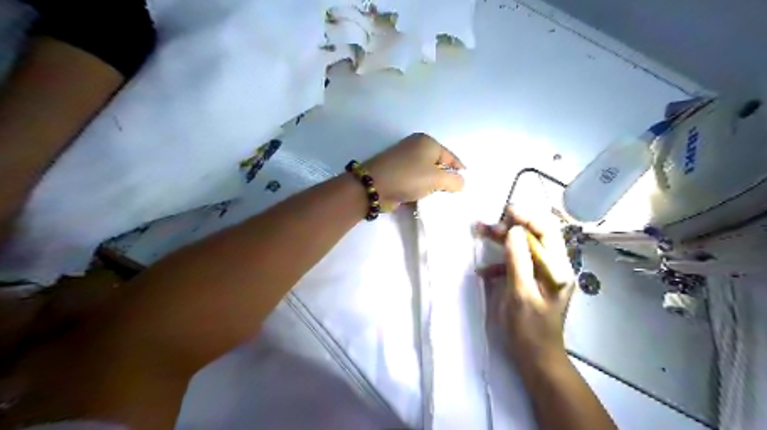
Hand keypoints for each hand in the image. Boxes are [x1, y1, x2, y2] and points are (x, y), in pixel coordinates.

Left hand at [364, 130, 463, 209]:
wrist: (375, 186)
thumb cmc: (409, 177)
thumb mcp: (437, 178)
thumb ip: (454, 180)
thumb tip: (461, 183)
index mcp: (427, 142)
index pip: (450, 157)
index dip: (459, 170)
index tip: (466, 184)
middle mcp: (416, 147)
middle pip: (438, 164)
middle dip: (446, 179)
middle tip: (454, 194)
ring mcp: (404, 160)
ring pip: (426, 174)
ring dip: (433, 186)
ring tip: (441, 198)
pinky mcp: (397, 173)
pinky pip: (415, 181)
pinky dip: (421, 189)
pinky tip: (426, 198)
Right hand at [475, 208, 574, 369]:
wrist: (536, 358)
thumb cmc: (529, 328)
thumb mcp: (520, 293)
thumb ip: (518, 260)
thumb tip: (514, 230)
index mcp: (557, 268)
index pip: (546, 231)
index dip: (527, 217)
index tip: (505, 211)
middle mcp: (554, 267)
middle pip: (534, 237)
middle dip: (510, 228)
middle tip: (486, 226)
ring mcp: (543, 275)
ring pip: (523, 248)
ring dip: (503, 241)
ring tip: (481, 234)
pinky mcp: (531, 282)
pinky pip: (517, 264)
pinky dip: (500, 263)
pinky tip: (484, 271)